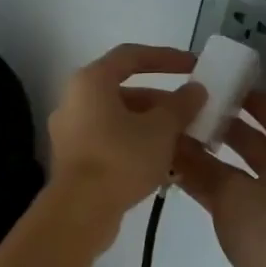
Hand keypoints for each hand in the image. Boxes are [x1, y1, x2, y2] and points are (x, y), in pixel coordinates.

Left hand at [46, 44, 203, 225]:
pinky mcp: (74, 159)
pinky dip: (136, 144)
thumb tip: (195, 89)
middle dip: (163, 101)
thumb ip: (181, 105)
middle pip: (125, 90)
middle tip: (194, 113)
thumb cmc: (121, 158)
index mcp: (90, 82)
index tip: (194, 65)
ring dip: (153, 126)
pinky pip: (110, 141)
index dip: (166, 57)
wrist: (80, 210)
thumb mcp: (160, 129)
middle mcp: (74, 101)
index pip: (131, 56)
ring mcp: (70, 131)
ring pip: (119, 119)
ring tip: (187, 141)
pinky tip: (165, 163)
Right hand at [172, 91, 265, 266]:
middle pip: (257, 141)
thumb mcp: (232, 193)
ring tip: (175, 142)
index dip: (252, 98)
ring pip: (241, 170)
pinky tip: (180, 179)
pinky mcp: (264, 229)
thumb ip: (201, 166)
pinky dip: (212, 186)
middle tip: (187, 112)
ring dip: (213, 158)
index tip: (219, 84)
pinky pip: (235, 196)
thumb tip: (172, 143)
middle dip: (224, 126)